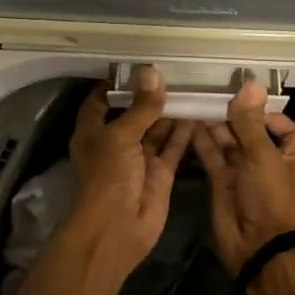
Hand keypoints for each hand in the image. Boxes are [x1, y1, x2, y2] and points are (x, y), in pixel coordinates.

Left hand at [65, 68, 193, 280]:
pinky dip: (185, 131)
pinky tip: (200, 111)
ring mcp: (139, 158)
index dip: (117, 84)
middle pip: (134, 113)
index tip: (138, 66)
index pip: (101, 100)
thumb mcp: (121, 136)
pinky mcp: (160, 172)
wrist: (117, 228)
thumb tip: (152, 73)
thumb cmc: (108, 177)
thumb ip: (141, 107)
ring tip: (192, 85)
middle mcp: (116, 142)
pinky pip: (173, 146)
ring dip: (171, 111)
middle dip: (151, 95)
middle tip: (176, 70)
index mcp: (94, 132)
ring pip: (156, 129)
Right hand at [192, 79, 294, 275]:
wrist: (259, 247)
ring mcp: (243, 174)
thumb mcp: (262, 156)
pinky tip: (189, 124)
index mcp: (290, 156)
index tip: (247, 100)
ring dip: (215, 126)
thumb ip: (251, 122)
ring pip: (229, 144)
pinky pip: (213, 158)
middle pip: (251, 132)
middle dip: (234, 116)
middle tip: (212, 93)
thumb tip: (250, 82)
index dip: (269, 114)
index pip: (285, 128)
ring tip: (197, 103)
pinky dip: (203, 143)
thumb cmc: (271, 197)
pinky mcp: (222, 184)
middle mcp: (267, 162)